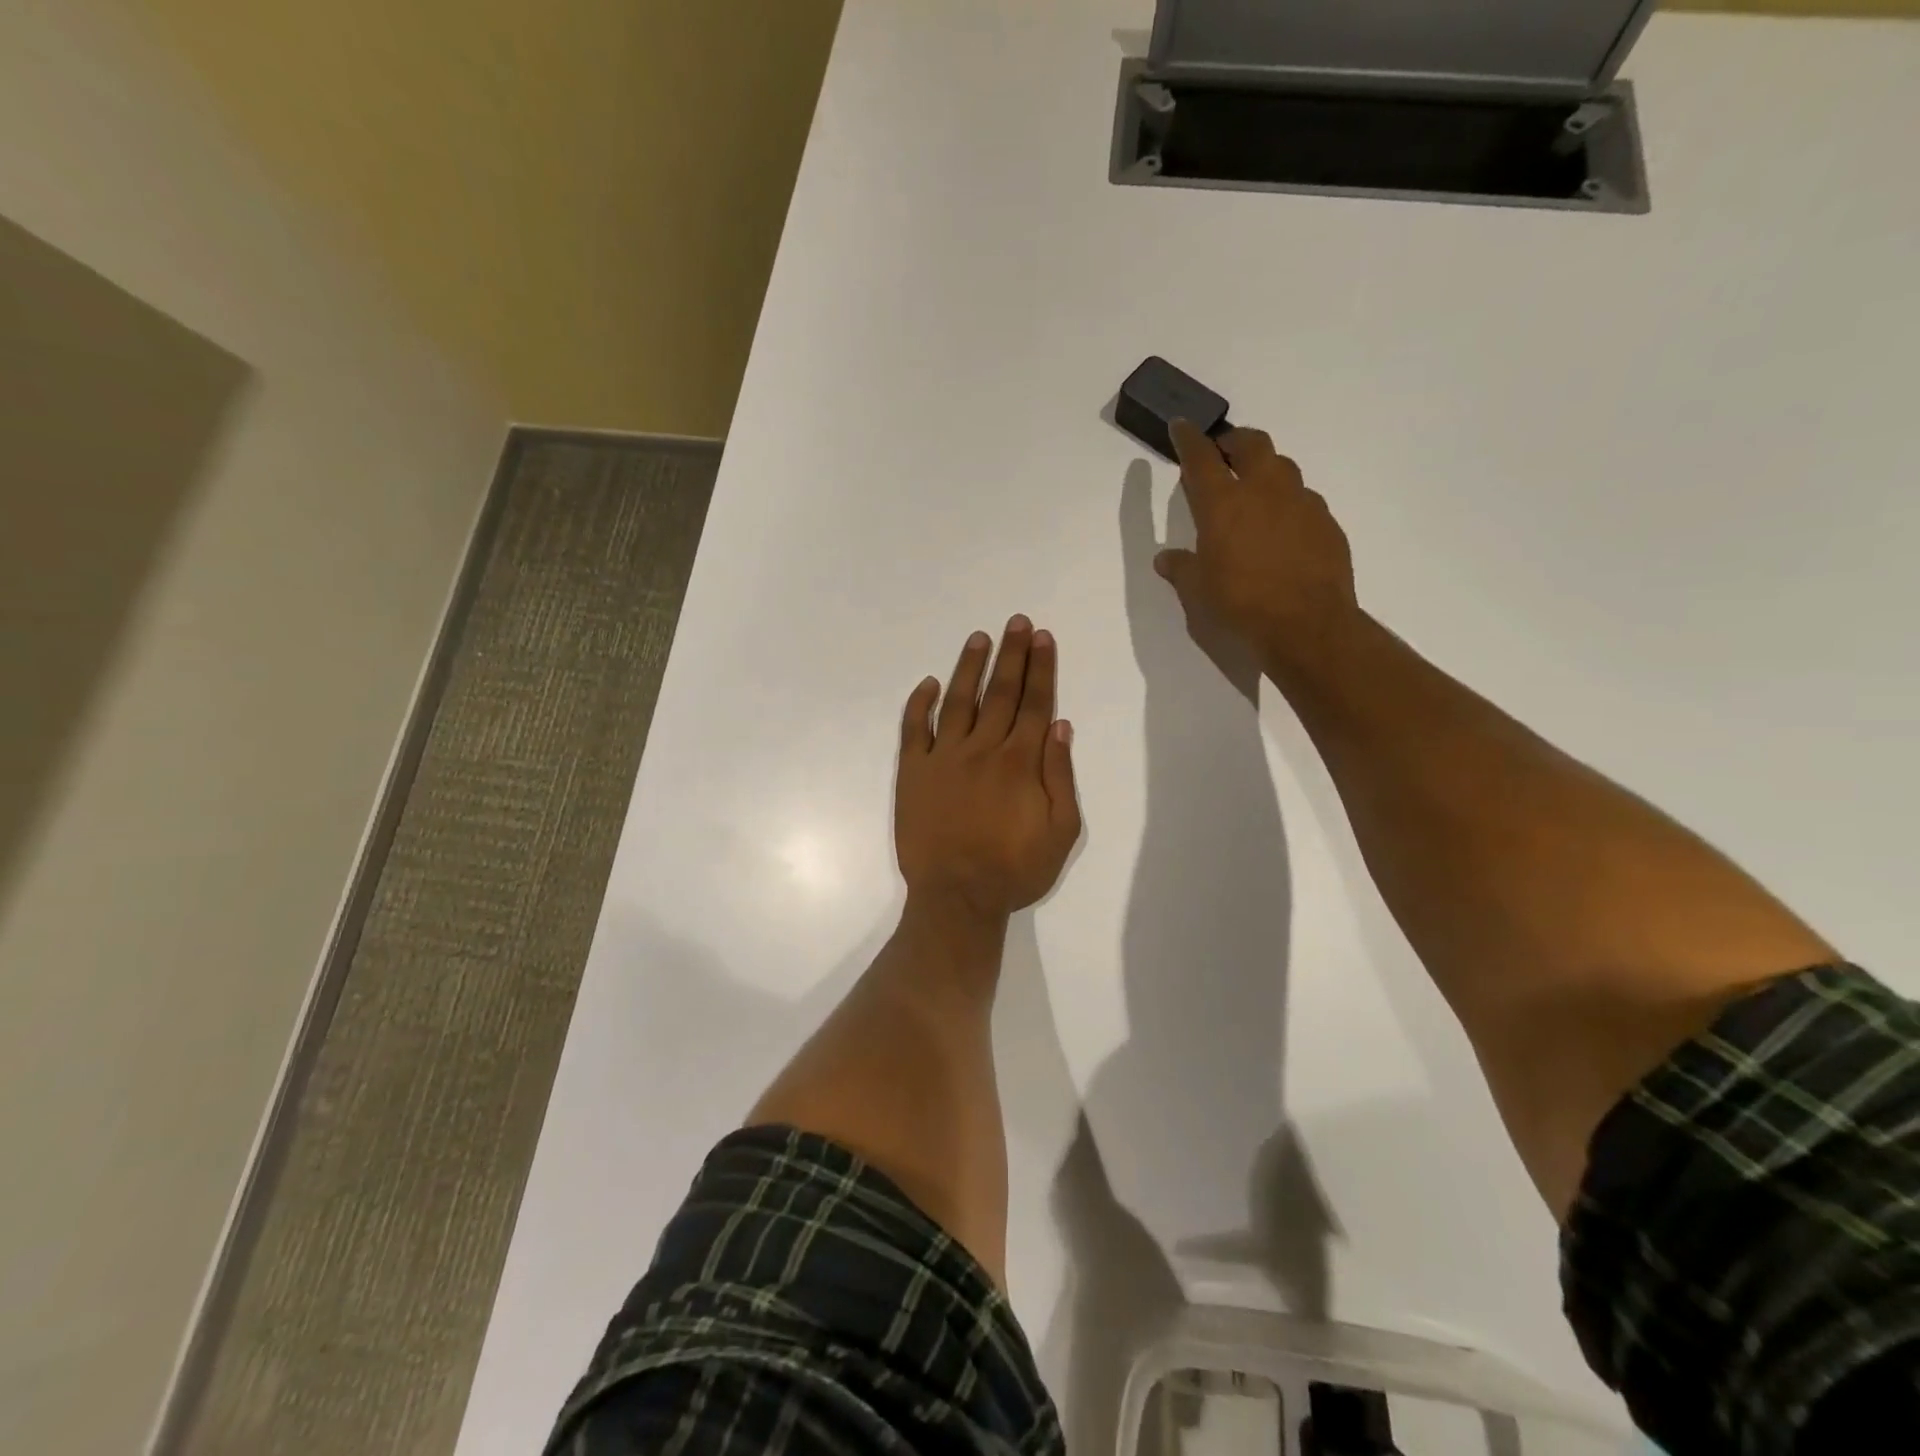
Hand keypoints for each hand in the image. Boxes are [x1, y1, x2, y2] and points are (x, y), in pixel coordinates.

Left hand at [896, 617, 1081, 919]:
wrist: (956, 898)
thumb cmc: (1014, 870)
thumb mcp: (1061, 832)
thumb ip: (1060, 776)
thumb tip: (1059, 726)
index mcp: (1020, 762)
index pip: (1033, 703)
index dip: (1040, 668)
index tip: (1042, 638)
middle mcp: (982, 749)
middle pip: (1000, 692)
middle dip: (1012, 654)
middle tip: (1017, 622)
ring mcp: (943, 758)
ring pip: (958, 701)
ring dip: (969, 667)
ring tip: (979, 638)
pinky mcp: (913, 772)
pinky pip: (914, 729)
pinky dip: (919, 704)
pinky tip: (927, 684)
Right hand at [1154, 420, 1358, 676]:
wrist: (1306, 624)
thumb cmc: (1240, 605)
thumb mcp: (1198, 591)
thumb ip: (1181, 568)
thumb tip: (1165, 559)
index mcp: (1223, 504)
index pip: (1201, 457)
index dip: (1188, 439)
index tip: (1181, 425)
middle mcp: (1264, 490)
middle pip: (1251, 444)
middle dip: (1234, 441)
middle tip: (1224, 453)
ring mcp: (1301, 502)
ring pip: (1283, 467)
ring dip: (1265, 469)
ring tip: (1255, 490)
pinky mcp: (1326, 521)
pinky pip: (1304, 500)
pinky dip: (1288, 503)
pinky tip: (1283, 528)